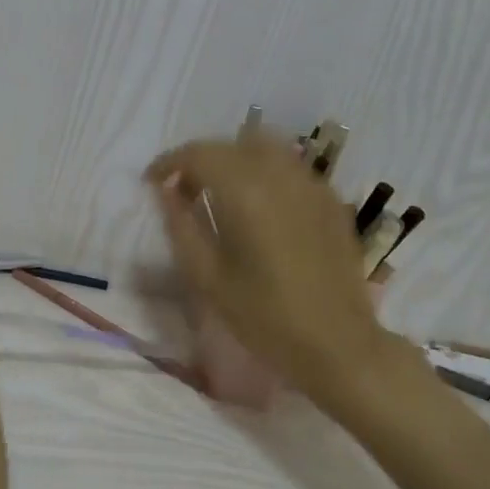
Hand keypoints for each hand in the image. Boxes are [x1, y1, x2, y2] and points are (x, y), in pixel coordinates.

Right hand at [146, 134, 397, 397]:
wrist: (338, 345)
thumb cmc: (264, 317)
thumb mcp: (208, 277)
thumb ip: (181, 226)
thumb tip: (165, 191)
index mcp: (246, 192)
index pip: (199, 153)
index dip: (169, 163)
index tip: (152, 182)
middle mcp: (281, 175)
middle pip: (232, 143)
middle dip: (201, 160)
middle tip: (183, 192)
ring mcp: (312, 184)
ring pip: (265, 148)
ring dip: (235, 161)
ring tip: (220, 195)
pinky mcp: (331, 200)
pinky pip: (290, 168)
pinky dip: (264, 173)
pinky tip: (259, 208)